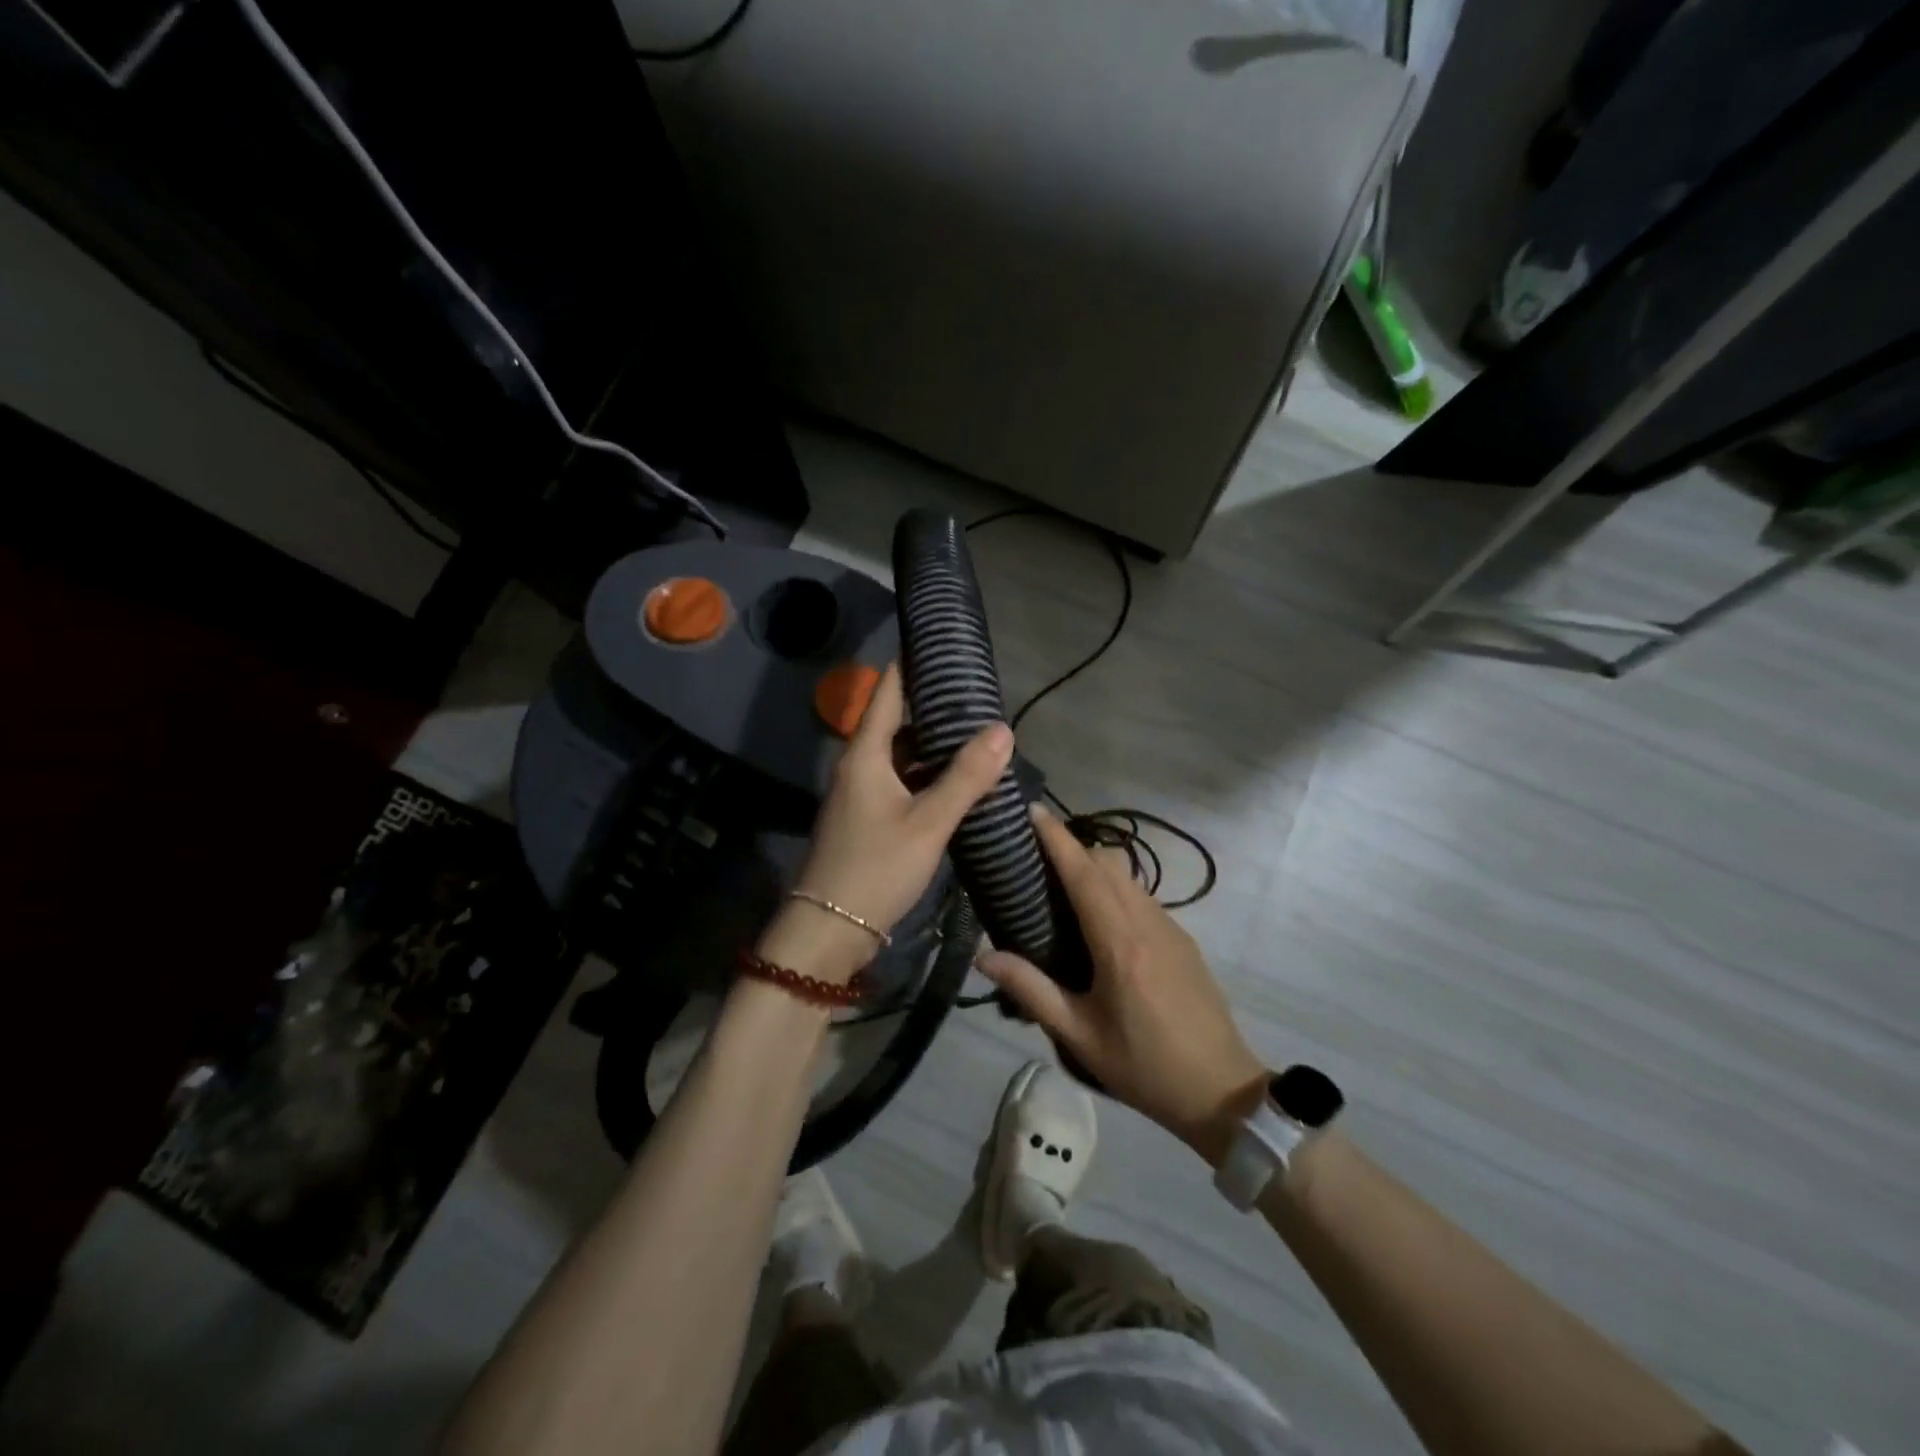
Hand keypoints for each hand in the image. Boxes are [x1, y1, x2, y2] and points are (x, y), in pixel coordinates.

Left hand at [764, 664, 1013, 982]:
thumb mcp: (928, 822)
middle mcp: (858, 766)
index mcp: (865, 755)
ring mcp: (860, 794)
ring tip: (978, 736)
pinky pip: (900, 783)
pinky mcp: (866, 820)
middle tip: (981, 698)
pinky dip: (926, 777)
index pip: (888, 692)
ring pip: (900, 756)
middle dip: (936, 709)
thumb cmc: (875, 868)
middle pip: (897, 723)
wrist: (827, 931)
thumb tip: (1003, 729)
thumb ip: (966, 778)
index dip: (913, 666)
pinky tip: (957, 784)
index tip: (946, 647)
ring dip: (934, 748)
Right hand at [978, 807, 1266, 1164]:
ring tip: (1060, 887)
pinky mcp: (1182, 939)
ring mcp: (1170, 928)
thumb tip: (983, 957)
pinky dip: (1114, 889)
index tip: (1032, 811)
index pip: (1084, 873)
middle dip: (1071, 849)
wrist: (1221, 1090)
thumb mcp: (1079, 1035)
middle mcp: (1146, 922)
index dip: (1057, 838)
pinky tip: (1098, 921)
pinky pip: (1141, 897)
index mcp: (1118, 942)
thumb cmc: (1143, 1066)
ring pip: (1127, 877)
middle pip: (1107, 863)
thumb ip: (1031, 990)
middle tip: (1034, 859)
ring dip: (1094, 868)